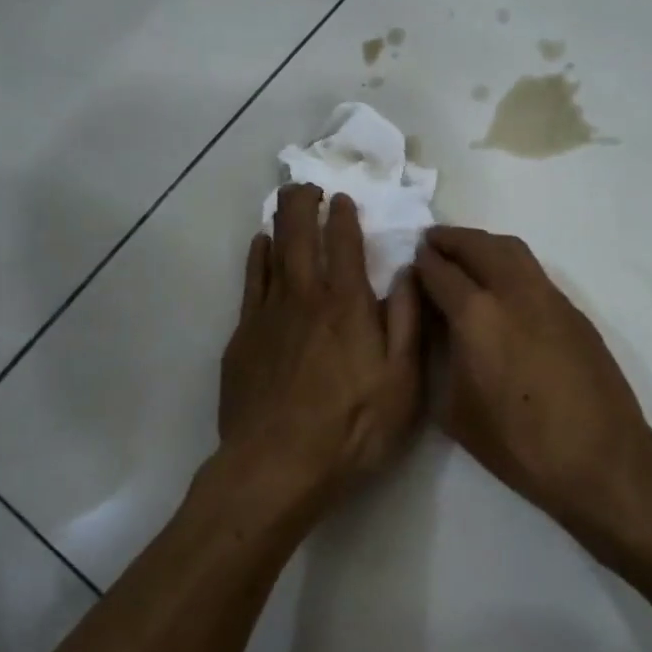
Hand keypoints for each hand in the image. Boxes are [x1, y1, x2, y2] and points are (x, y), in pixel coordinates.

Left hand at [218, 186, 423, 507]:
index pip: (344, 245)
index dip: (343, 217)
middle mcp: (305, 298)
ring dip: (280, 223)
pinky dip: (256, 258)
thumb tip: (407, 272)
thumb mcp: (402, 381)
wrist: (276, 467)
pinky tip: (259, 248)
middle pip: (300, 237)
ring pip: (272, 253)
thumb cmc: (351, 428)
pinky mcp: (243, 338)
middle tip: (306, 185)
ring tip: (283, 203)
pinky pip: (251, 283)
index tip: (342, 198)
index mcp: (347, 305)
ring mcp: (268, 316)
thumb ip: (406, 321)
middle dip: (303, 205)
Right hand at [413, 227, 651, 535]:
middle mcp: (513, 292)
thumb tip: (438, 329)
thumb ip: (441, 359)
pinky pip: (533, 271)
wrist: (600, 457)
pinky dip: (509, 263)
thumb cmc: (519, 443)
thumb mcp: (456, 411)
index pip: (441, 272)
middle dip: (451, 239)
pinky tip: (502, 285)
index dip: (422, 263)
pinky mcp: (572, 310)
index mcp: (477, 315)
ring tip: (466, 254)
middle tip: (432, 242)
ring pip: (512, 250)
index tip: (412, 260)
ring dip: (483, 244)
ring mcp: (548, 297)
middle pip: (478, 245)